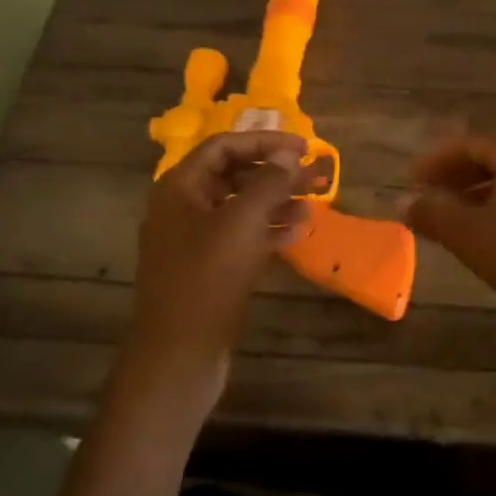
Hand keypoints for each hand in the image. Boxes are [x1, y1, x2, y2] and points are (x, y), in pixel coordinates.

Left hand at [121, 131, 316, 421]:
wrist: (179, 353)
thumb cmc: (206, 280)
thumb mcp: (240, 224)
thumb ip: (267, 184)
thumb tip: (288, 155)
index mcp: (180, 188)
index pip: (223, 147)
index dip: (264, 142)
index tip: (304, 148)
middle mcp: (184, 208)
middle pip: (234, 176)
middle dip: (276, 174)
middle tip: (317, 177)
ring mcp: (195, 240)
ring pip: (241, 208)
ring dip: (277, 202)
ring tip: (315, 203)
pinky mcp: (209, 268)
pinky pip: (242, 238)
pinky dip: (269, 231)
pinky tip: (299, 233)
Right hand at [404, 133, 495, 326]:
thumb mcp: (468, 234)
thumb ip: (432, 214)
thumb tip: (403, 202)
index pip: (471, 145)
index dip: (437, 161)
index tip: (413, 178)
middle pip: (495, 161)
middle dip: (459, 178)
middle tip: (431, 197)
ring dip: (481, 197)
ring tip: (456, 220)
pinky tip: (493, 236)